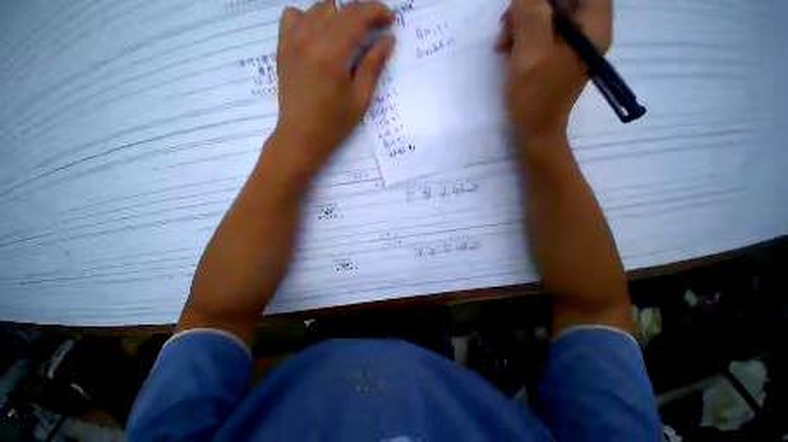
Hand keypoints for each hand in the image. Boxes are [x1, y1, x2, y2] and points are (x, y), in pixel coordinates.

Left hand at [273, 0, 394, 172]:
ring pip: (317, 8)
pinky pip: (293, 16)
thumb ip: (372, 67)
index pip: (356, 16)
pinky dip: (309, 18)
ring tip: (347, 37)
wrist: (300, 136)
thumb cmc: (334, 124)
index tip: (389, 19)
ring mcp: (292, 41)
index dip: (376, 11)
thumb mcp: (359, 100)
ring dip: (338, 16)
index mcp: (331, 54)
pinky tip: (318, 35)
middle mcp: (309, 38)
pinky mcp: (282, 47)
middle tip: (373, 32)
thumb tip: (387, 41)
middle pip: (339, 7)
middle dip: (361, 13)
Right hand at [496, 0, 611, 141]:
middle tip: (507, 24)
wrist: (535, 130)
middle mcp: (588, 26)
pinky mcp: (558, 50)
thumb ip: (531, 12)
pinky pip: (542, 28)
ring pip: (549, 10)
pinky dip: (523, 33)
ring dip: (522, 20)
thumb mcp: (531, 52)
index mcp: (593, 24)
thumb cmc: (535, 97)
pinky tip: (509, 48)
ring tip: (504, 42)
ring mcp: (573, 39)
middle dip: (531, 5)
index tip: (526, 5)